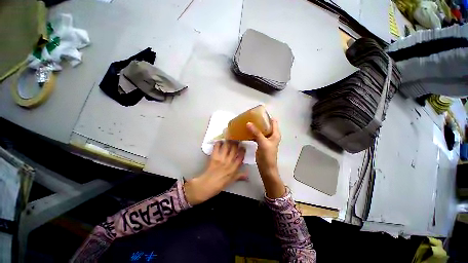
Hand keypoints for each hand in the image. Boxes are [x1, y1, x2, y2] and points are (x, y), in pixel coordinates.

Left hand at [184, 141, 246, 204]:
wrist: (207, 185)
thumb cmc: (220, 183)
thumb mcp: (232, 180)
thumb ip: (240, 176)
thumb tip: (248, 175)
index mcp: (234, 168)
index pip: (241, 157)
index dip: (242, 150)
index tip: (243, 146)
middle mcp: (229, 161)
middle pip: (234, 149)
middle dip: (236, 143)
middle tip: (237, 139)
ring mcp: (221, 158)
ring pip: (227, 146)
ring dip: (229, 141)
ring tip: (229, 138)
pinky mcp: (214, 156)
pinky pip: (217, 147)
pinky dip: (219, 143)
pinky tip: (220, 141)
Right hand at [247, 118, 284, 198]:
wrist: (266, 168)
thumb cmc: (267, 156)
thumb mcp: (263, 142)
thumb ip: (256, 133)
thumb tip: (248, 123)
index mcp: (275, 134)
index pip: (273, 121)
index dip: (267, 116)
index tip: (258, 113)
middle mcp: (271, 135)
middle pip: (266, 125)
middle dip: (259, 121)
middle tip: (250, 117)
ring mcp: (266, 139)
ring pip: (261, 130)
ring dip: (255, 127)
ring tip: (247, 122)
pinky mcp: (261, 143)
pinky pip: (257, 135)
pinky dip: (252, 133)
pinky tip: (246, 131)